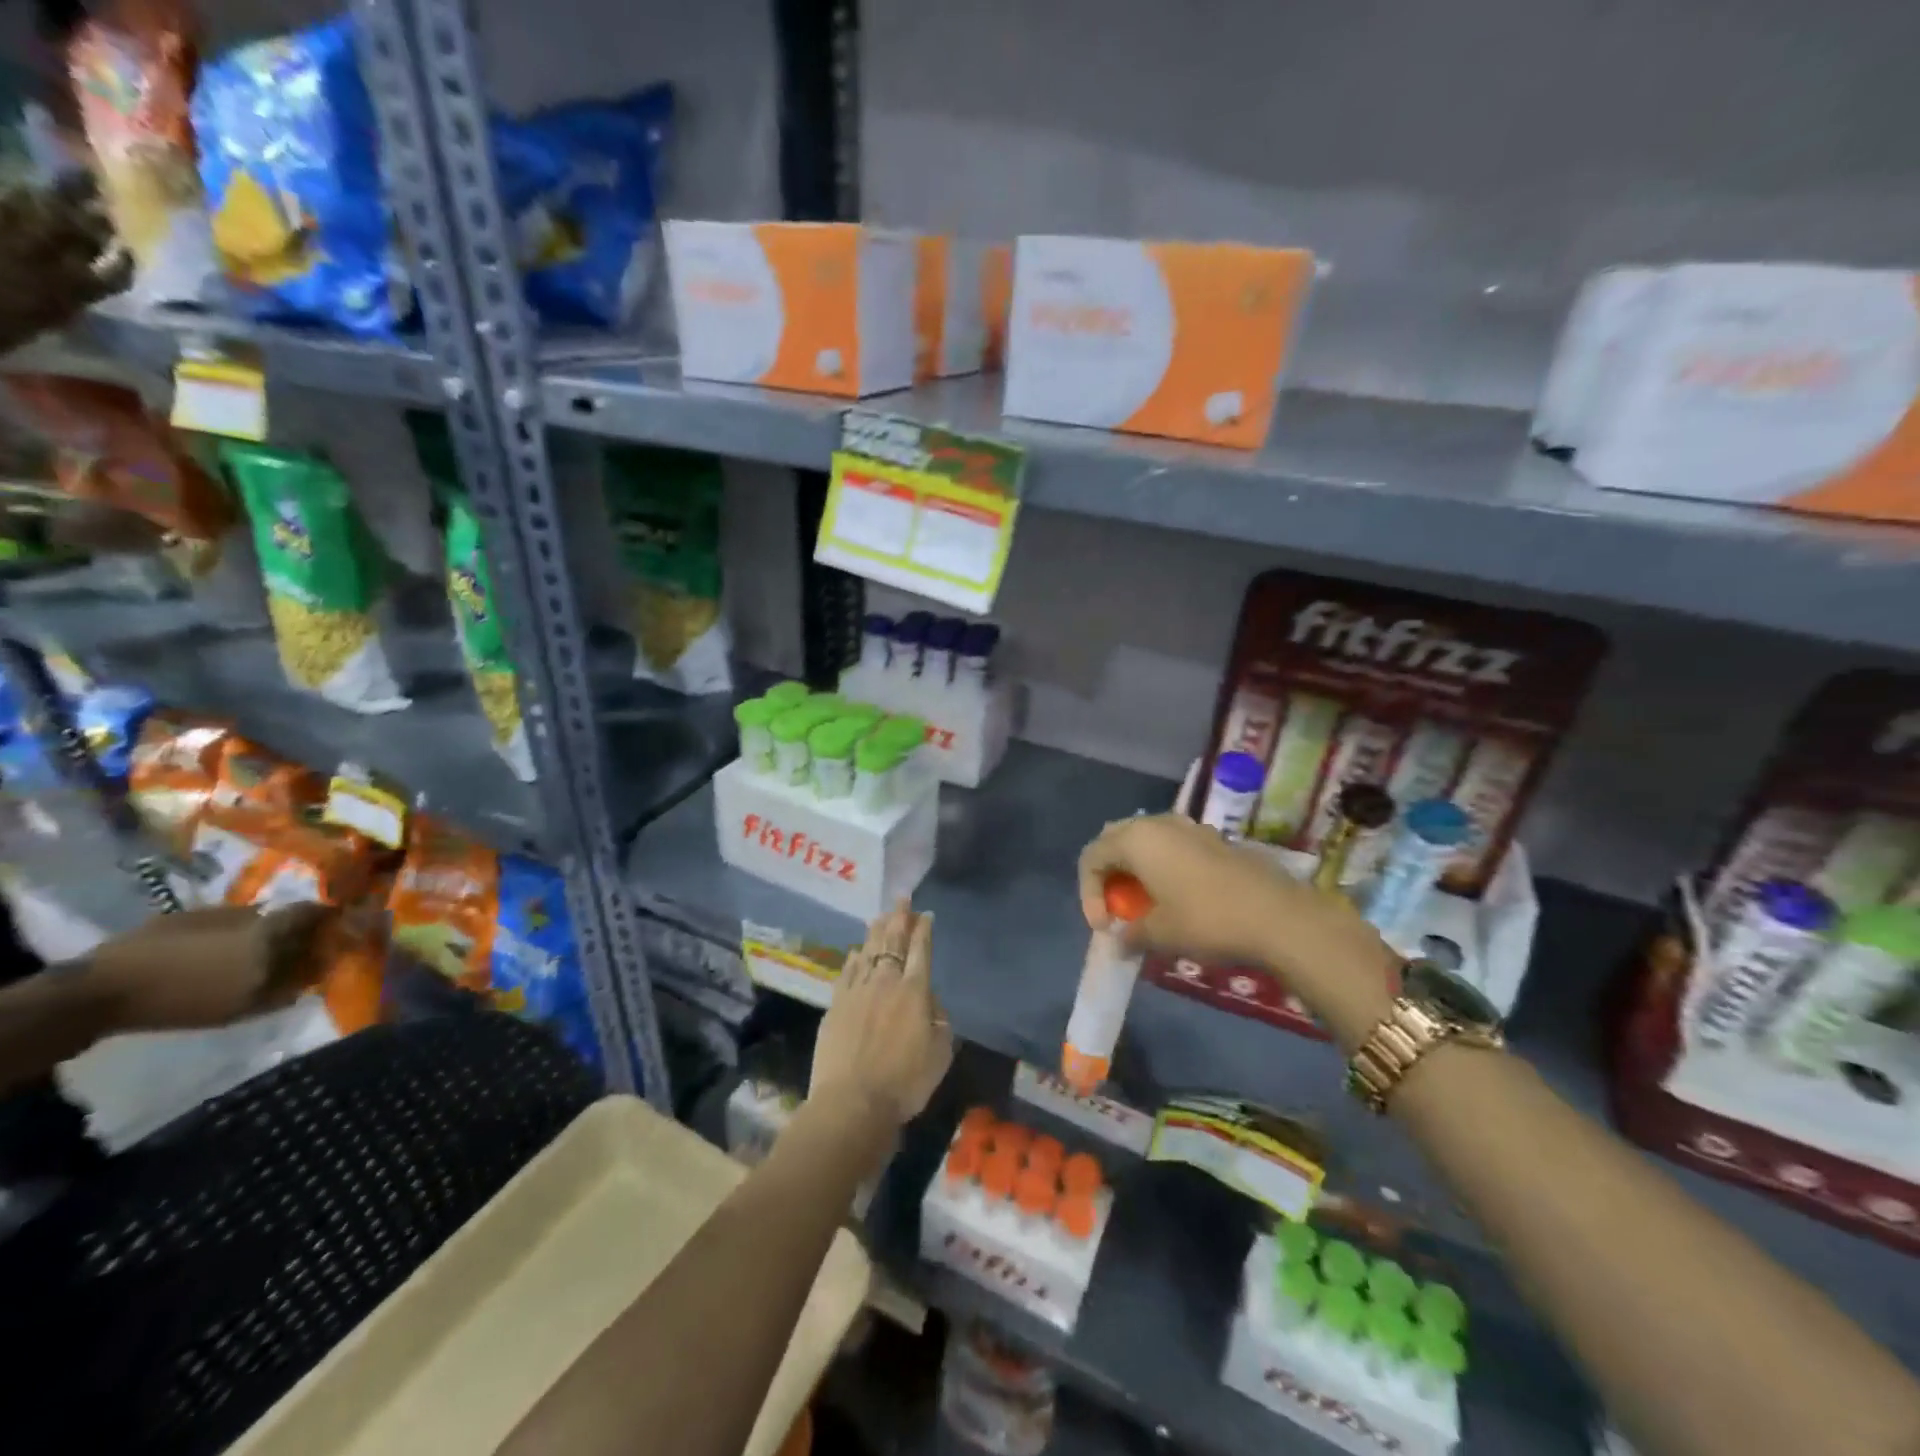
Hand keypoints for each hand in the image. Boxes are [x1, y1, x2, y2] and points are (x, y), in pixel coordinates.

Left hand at [82, 903, 336, 1035]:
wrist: (96, 994)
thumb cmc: (179, 1001)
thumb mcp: (240, 1006)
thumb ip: (284, 990)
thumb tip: (312, 979)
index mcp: (268, 927)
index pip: (315, 911)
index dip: (329, 919)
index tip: (337, 934)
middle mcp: (247, 912)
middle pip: (285, 916)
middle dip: (296, 932)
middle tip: (295, 954)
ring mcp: (210, 914)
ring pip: (253, 921)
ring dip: (261, 937)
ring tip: (255, 962)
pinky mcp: (178, 921)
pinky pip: (222, 927)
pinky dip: (229, 941)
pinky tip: (218, 963)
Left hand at [811, 900, 953, 1128]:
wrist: (853, 1102)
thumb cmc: (905, 1082)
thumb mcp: (940, 1053)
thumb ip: (939, 1020)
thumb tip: (930, 1000)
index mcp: (915, 991)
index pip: (921, 950)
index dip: (923, 929)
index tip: (925, 914)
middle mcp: (886, 981)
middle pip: (893, 941)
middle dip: (899, 917)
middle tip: (902, 899)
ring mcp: (857, 991)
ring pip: (868, 951)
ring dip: (876, 931)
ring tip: (880, 916)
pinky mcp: (836, 1005)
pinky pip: (847, 972)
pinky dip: (854, 958)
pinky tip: (855, 951)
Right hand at [1077, 815, 1398, 1046]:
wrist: (1278, 916)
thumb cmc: (1207, 920)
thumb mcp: (1159, 934)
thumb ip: (1130, 934)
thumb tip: (1120, 940)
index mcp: (1135, 839)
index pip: (1091, 857)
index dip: (1089, 894)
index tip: (1106, 928)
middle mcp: (1157, 823)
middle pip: (1115, 841)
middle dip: (1108, 875)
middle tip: (1117, 909)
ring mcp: (1188, 827)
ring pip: (1145, 841)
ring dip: (1135, 870)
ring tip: (1144, 904)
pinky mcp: (1212, 839)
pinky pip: (1171, 846)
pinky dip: (1161, 867)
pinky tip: (1176, 897)